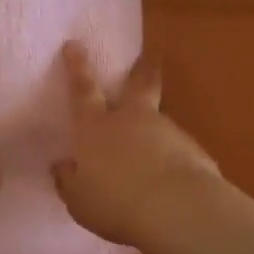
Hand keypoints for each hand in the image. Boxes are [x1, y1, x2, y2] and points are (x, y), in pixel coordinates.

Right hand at [53, 43, 221, 246]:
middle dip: (140, 70)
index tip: (75, 44)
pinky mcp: (193, 149)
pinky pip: (178, 148)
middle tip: (148, 58)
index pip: (83, 90)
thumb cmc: (115, 203)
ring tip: (154, 153)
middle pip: (137, 85)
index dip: (77, 66)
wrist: (177, 209)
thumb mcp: (79, 200)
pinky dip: (173, 157)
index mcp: (95, 128)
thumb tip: (61, 167)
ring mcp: (165, 130)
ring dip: (156, 128)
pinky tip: (171, 179)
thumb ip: (69, 181)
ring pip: (159, 118)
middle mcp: (130, 119)